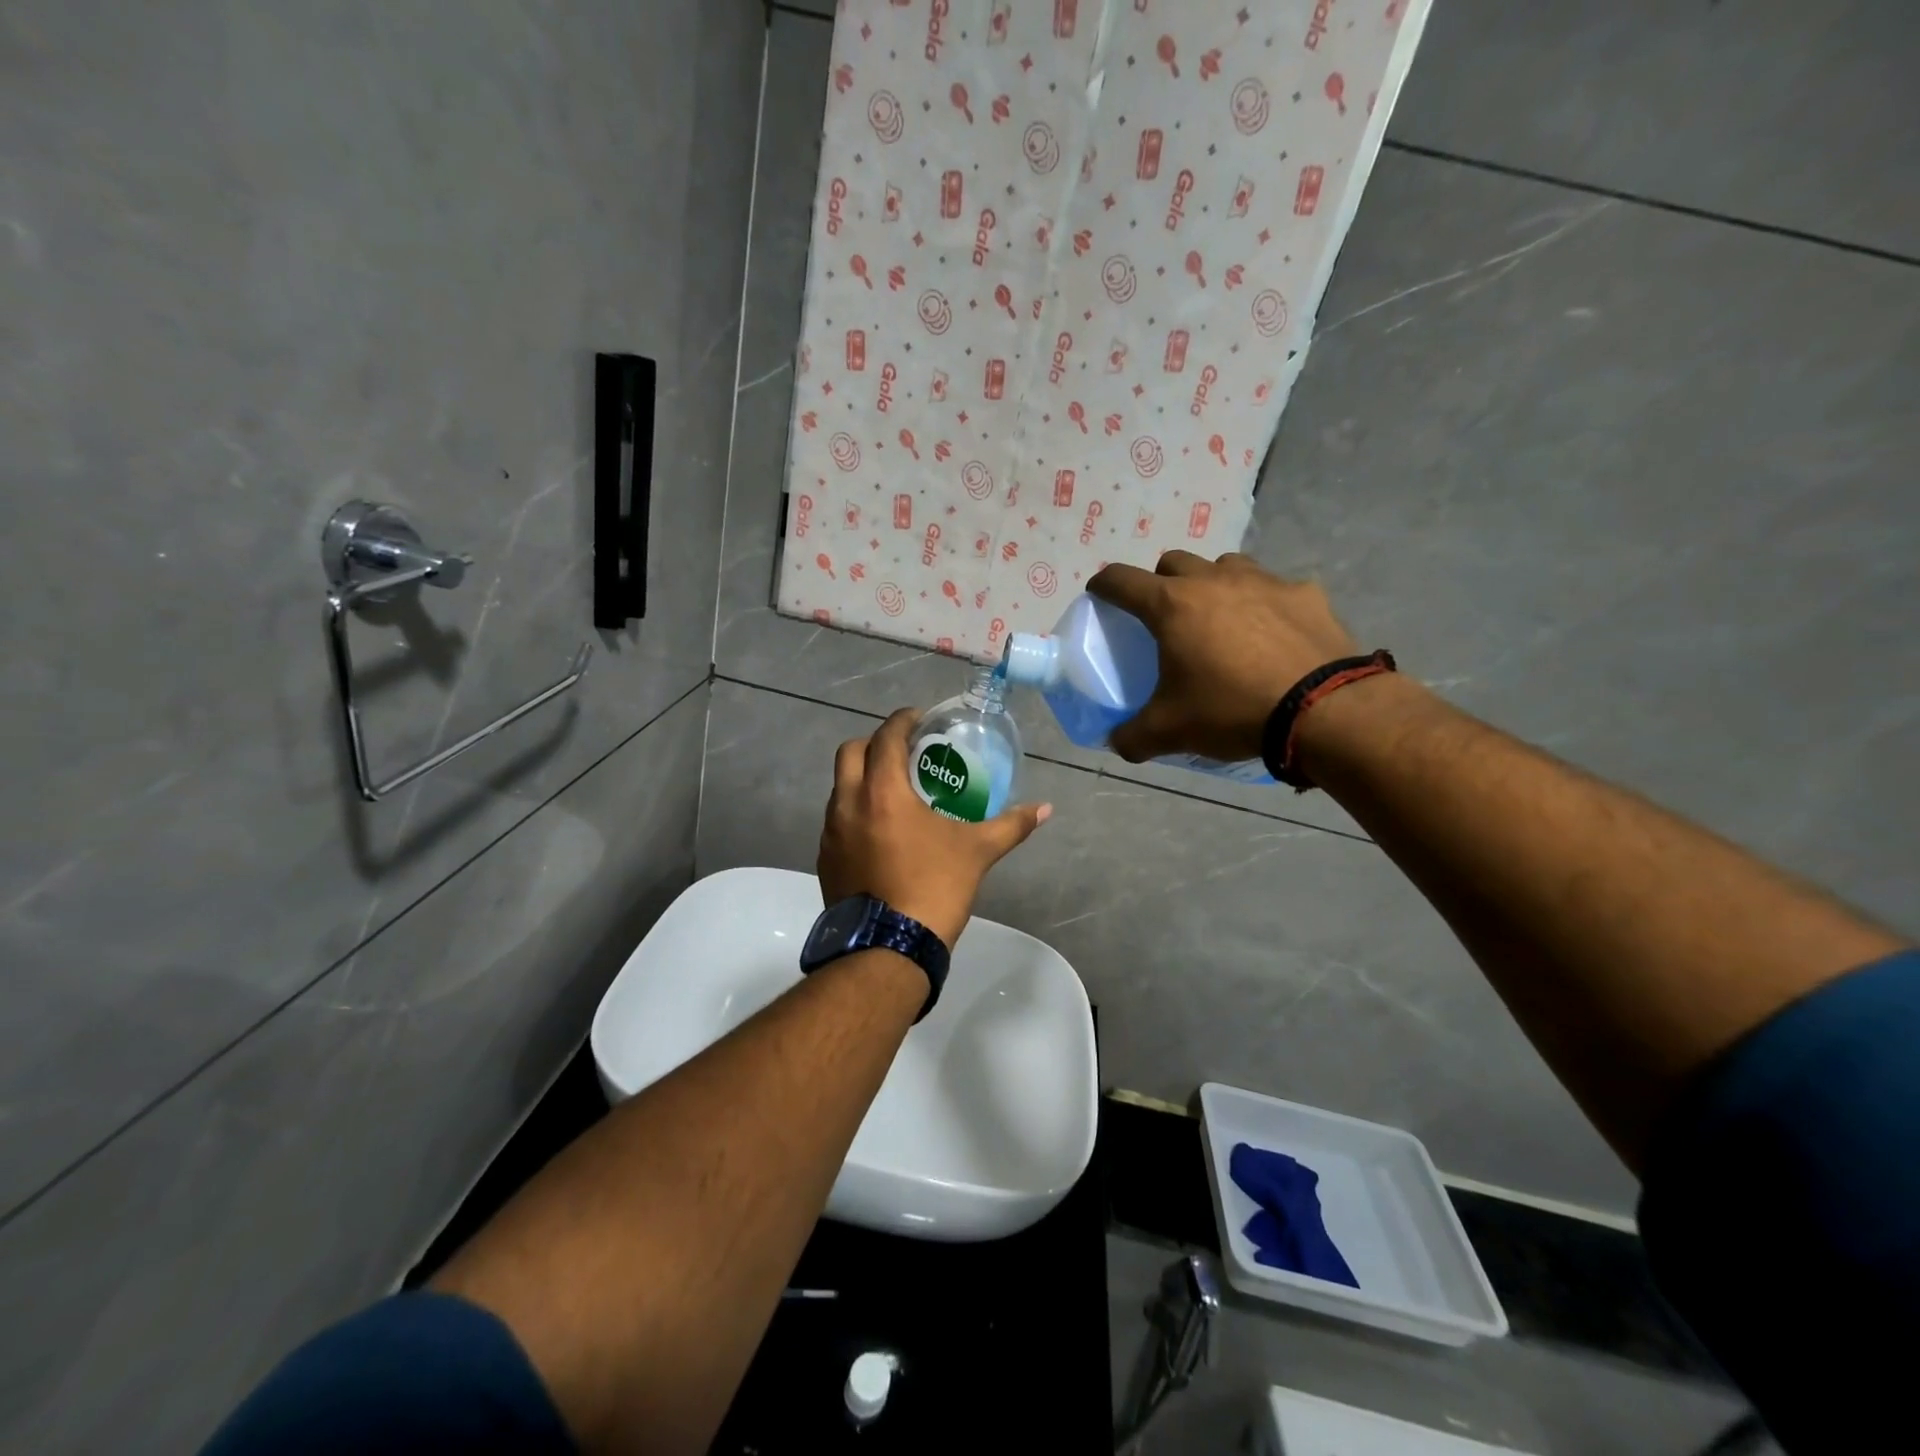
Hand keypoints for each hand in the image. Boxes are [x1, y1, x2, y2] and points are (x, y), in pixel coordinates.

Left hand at [818, 709, 1051, 948]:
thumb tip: (1045, 808)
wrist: (888, 949)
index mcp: (882, 792)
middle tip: (903, 752)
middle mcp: (847, 804)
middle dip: (874, 743)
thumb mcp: (977, 852)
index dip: (902, 721)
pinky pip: (836, 820)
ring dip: (862, 779)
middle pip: (850, 753)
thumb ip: (1011, 825)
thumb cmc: (933, 888)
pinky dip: (855, 812)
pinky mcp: (825, 860)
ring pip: (839, 788)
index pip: (886, 737)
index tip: (919, 719)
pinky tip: (879, 832)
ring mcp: (830, 833)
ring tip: (893, 792)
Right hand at [1086, 551, 1359, 762]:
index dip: (1104, 585)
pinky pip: (1273, 587)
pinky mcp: (1304, 593)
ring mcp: (1263, 581)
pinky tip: (1271, 633)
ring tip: (1219, 618)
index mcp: (1172, 605)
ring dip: (1212, 584)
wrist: (1323, 710)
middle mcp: (1213, 580)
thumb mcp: (1170, 731)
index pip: (1121, 580)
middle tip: (1164, 615)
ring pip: (1224, 566)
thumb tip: (1118, 743)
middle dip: (1160, 582)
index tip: (1099, 594)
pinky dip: (1263, 603)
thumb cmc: (1232, 710)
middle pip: (1173, 563)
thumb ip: (1133, 736)